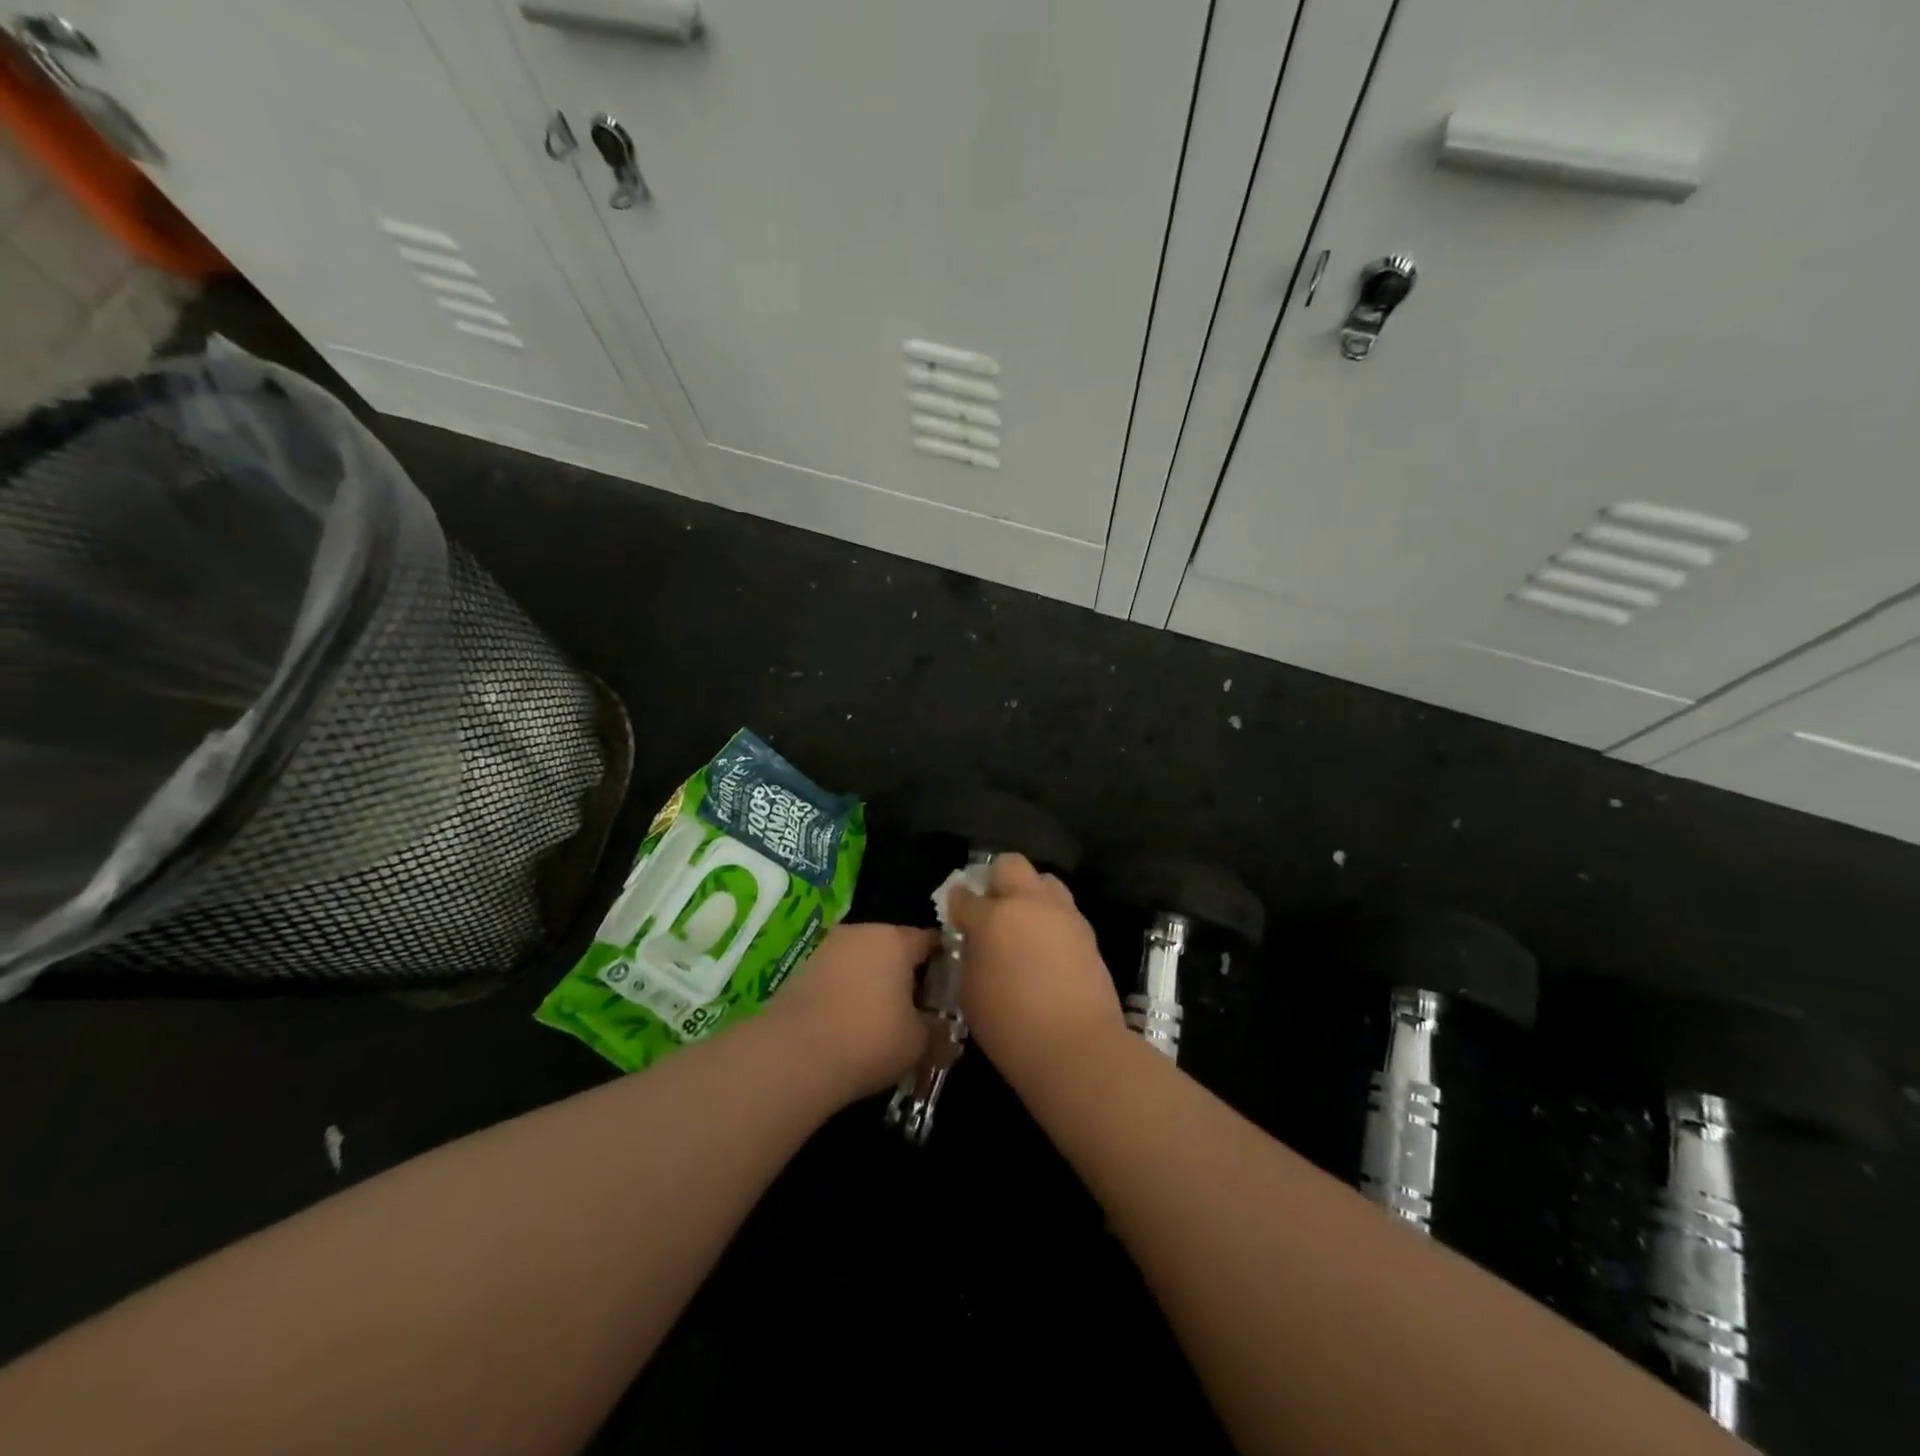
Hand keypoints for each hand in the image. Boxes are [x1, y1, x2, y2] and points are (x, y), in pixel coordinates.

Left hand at [766, 922, 935, 1101]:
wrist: (793, 1056)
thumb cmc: (870, 1038)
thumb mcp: (919, 1043)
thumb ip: (939, 1032)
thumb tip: (949, 1034)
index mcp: (895, 939)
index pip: (930, 940)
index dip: (944, 963)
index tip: (950, 989)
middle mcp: (860, 932)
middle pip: (893, 948)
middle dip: (906, 975)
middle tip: (919, 1009)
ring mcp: (827, 949)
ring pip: (863, 962)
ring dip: (874, 984)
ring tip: (884, 1022)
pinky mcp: (801, 971)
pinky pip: (838, 978)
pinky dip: (848, 995)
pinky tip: (851, 1026)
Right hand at [949, 854, 1124, 1090]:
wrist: (1076, 1046)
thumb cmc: (1011, 1026)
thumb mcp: (971, 992)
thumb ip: (971, 956)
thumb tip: (978, 942)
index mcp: (992, 918)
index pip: (965, 896)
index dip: (958, 903)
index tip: (958, 915)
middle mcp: (1028, 904)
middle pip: (1010, 865)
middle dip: (997, 879)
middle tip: (993, 909)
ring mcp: (1062, 914)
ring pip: (1044, 880)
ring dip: (1030, 894)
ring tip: (1024, 925)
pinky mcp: (1087, 931)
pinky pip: (1064, 909)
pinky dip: (1051, 918)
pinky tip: (1046, 946)